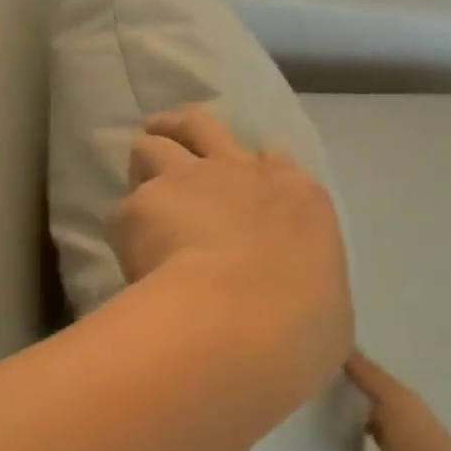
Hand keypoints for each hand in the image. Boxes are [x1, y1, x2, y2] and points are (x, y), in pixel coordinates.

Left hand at [107, 105, 352, 392]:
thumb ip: (308, 286)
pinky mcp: (140, 206)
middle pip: (201, 125)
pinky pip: (122, 213)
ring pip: (152, 146)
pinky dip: (124, 233)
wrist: (243, 319)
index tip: (237, 187)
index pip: (270, 160)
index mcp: (296, 196)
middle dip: (180, 129)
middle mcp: (239, 172)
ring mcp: (187, 181)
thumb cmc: (303, 325)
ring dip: (143, 166)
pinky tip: (126, 259)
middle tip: (166, 143)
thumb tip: (296, 304)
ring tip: (139, 197)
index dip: (248, 169)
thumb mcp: (328, 306)